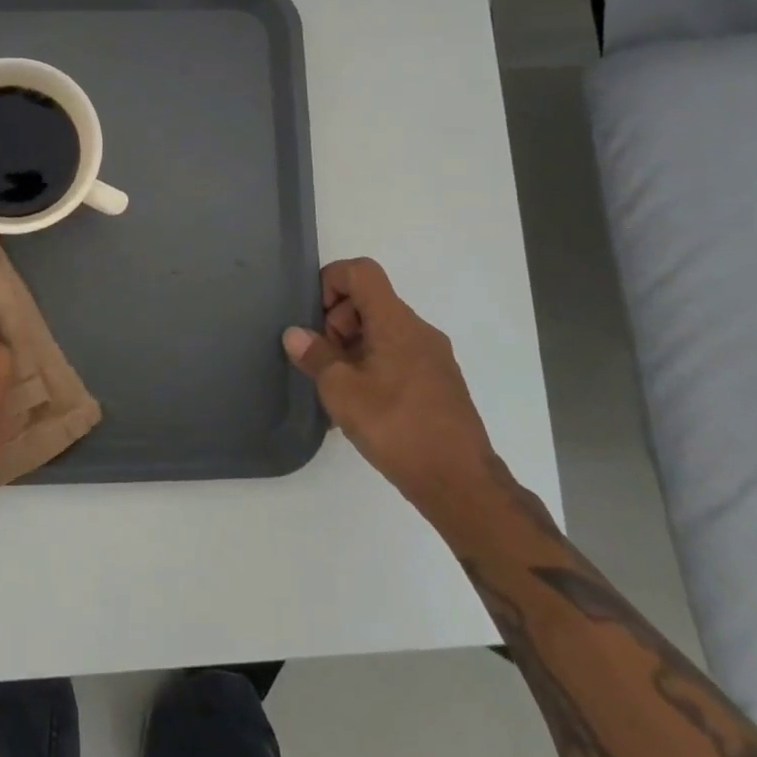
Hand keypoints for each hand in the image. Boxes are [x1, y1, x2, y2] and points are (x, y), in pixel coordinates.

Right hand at [282, 257, 495, 509]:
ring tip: (336, 388)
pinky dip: (371, 366)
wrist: (462, 484)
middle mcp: (419, 331)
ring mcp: (433, 358)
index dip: (330, 282)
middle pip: (369, 301)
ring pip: (382, 331)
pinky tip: (360, 405)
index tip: (315, 320)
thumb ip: (315, 356)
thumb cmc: (397, 428)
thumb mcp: (342, 391)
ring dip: (352, 348)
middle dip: (336, 322)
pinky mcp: (439, 383)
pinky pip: (396, 356)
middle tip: (322, 361)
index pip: (361, 271)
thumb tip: (295, 334)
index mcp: (397, 322)